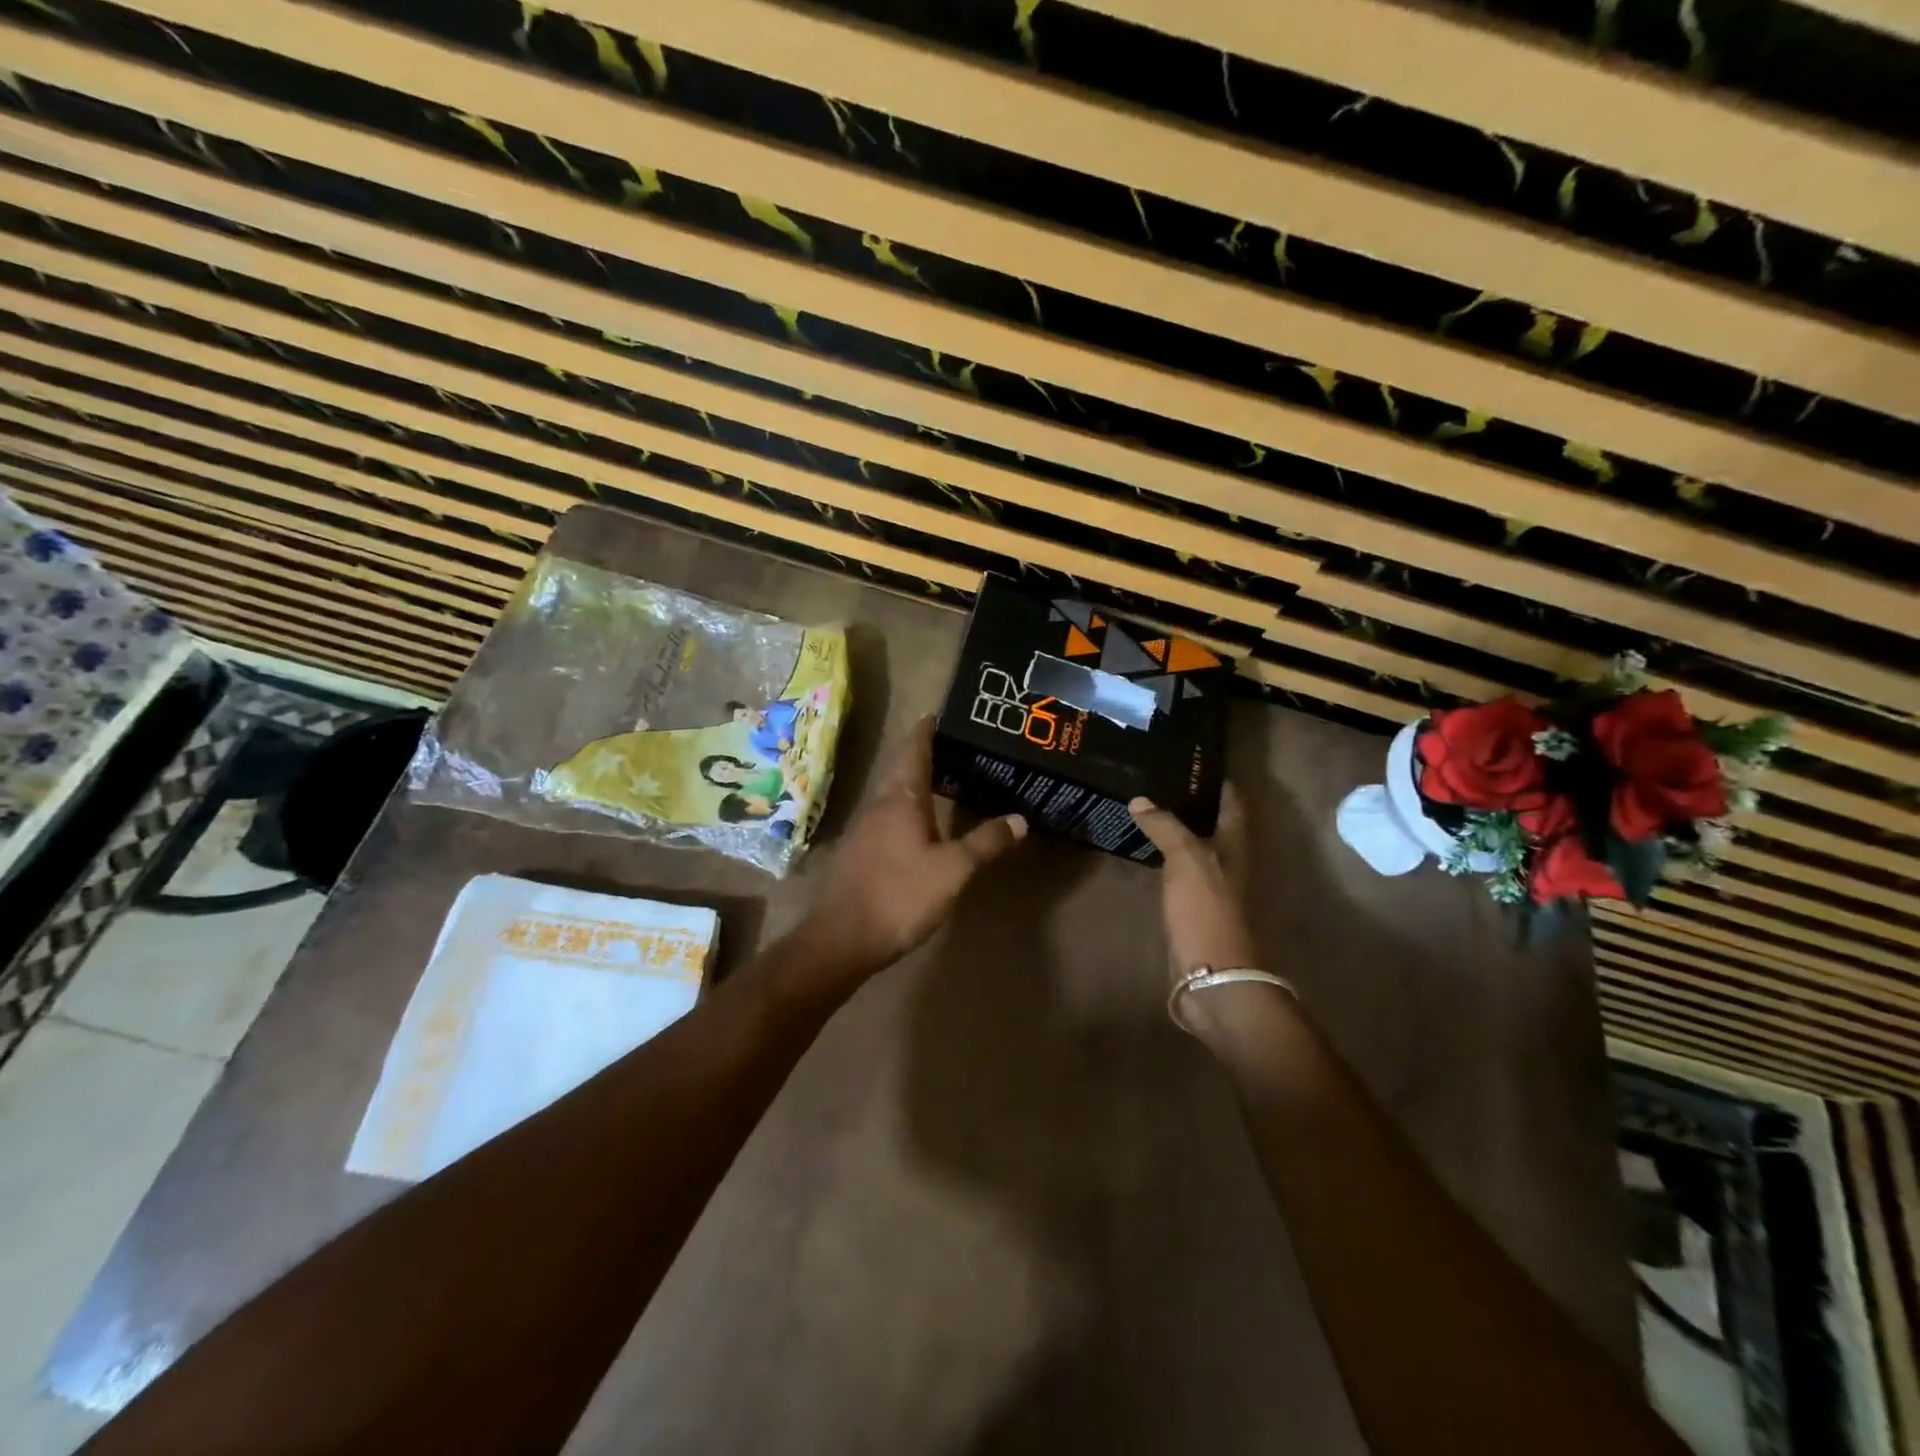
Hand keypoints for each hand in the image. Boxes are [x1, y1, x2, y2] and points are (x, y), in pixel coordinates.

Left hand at [791, 717, 1025, 988]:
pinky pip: (886, 817)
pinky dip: (906, 809)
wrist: (842, 938)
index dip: (926, 730)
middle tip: (953, 746)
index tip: (939, 713)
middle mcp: (878, 805)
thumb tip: (1020, 818)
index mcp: (901, 799)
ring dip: (914, 782)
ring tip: (944, 780)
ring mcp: (863, 829)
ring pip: (892, 794)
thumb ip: (986, 842)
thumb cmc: (900, 895)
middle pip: (900, 768)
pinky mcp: (858, 852)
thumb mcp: (954, 870)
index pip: (913, 749)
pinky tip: (920, 825)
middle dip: (923, 753)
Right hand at [1128, 786, 1258, 988]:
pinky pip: (1179, 872)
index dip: (1215, 780)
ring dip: (1175, 830)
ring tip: (1145, 809)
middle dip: (1190, 803)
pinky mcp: (1193, 908)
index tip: (1189, 761)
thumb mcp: (1186, 858)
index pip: (1231, 802)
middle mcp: (1228, 862)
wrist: (1212, 974)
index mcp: (1235, 845)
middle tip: (1157, 780)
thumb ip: (1165, 825)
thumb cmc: (1206, 909)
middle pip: (1213, 824)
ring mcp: (1211, 887)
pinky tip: (1145, 851)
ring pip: (1194, 848)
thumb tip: (1140, 799)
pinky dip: (1165, 857)